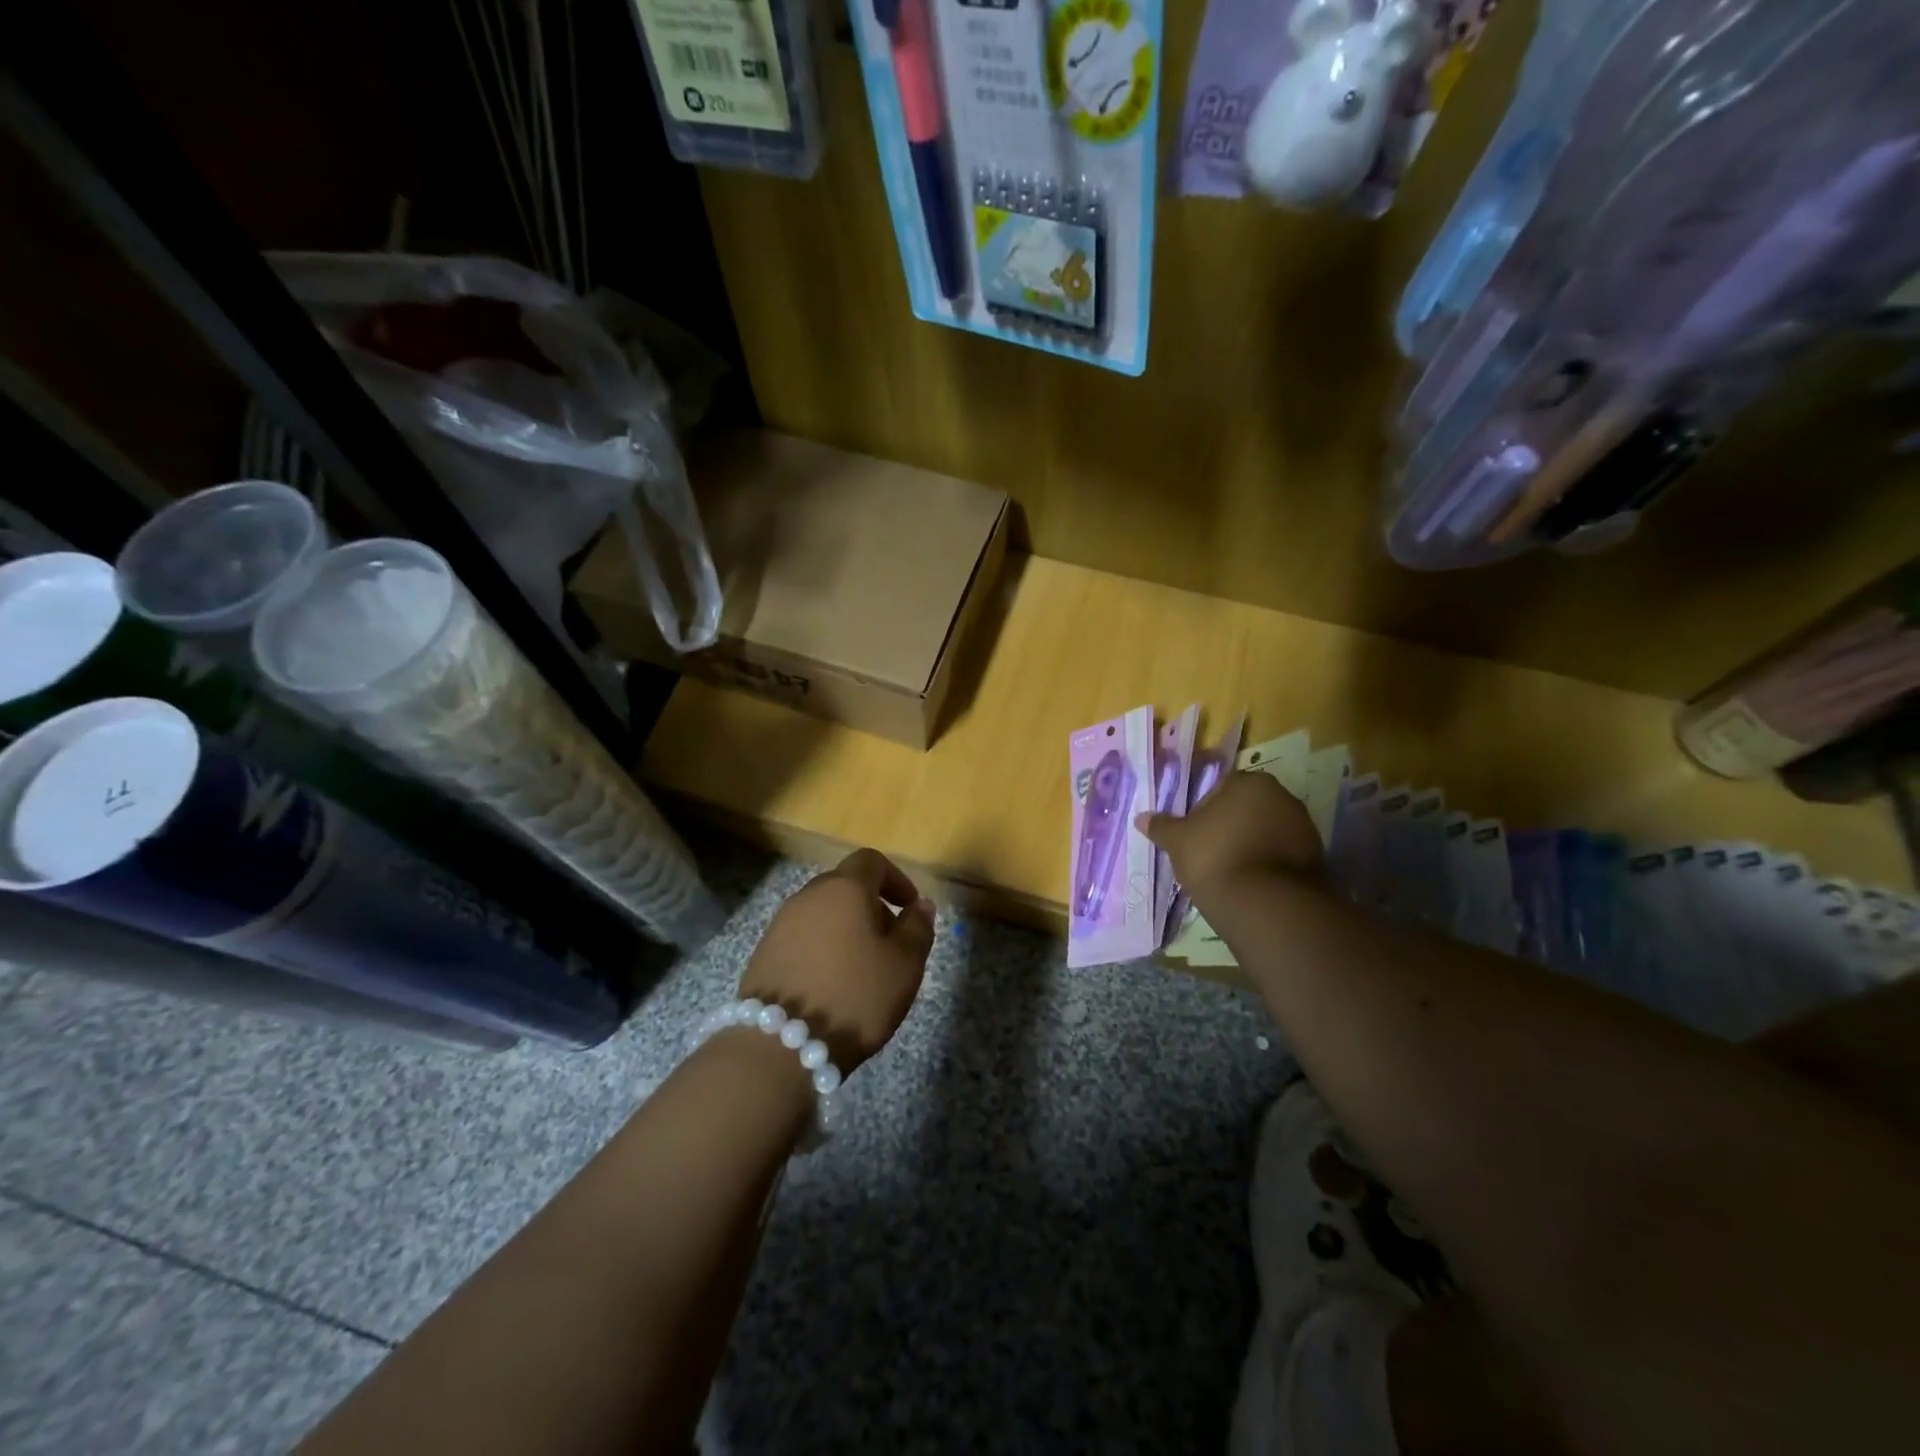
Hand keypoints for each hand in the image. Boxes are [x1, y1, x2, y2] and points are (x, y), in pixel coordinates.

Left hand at [739, 849, 935, 1072]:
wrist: (780, 1046)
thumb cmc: (855, 996)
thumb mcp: (904, 965)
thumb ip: (917, 928)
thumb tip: (920, 905)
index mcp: (845, 888)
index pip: (871, 861)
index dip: (896, 879)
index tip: (910, 907)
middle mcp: (808, 896)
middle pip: (845, 886)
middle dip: (871, 906)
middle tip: (889, 942)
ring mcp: (781, 924)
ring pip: (822, 913)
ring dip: (845, 929)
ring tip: (861, 968)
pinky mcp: (764, 953)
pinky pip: (802, 937)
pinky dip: (822, 949)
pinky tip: (831, 984)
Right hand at [1138, 769, 1324, 898]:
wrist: (1265, 904)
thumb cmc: (1215, 857)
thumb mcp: (1178, 841)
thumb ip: (1161, 826)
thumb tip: (1141, 817)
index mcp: (1251, 782)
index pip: (1222, 787)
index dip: (1205, 810)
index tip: (1195, 834)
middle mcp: (1284, 797)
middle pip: (1249, 808)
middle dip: (1232, 826)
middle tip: (1210, 852)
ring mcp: (1305, 828)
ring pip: (1268, 832)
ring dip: (1252, 846)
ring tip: (1232, 873)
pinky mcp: (1317, 860)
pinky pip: (1283, 857)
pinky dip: (1269, 866)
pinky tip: (1252, 886)